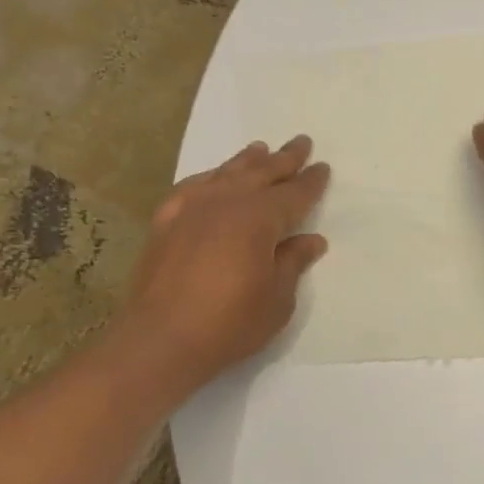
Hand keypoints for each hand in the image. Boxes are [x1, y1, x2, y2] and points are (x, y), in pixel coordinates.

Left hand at [116, 135, 330, 385]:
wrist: (160, 340)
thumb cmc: (229, 324)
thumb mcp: (277, 299)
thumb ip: (292, 263)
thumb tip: (310, 239)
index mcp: (259, 218)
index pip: (293, 193)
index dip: (311, 182)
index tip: (322, 167)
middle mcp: (226, 202)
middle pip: (261, 173)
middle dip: (284, 159)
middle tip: (300, 143)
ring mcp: (191, 208)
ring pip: (226, 174)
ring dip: (247, 161)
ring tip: (259, 149)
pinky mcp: (165, 221)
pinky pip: (192, 187)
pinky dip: (208, 178)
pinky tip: (212, 178)